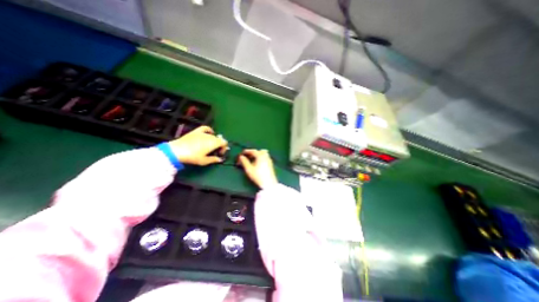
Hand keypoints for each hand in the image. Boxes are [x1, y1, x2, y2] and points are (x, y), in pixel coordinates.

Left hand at [168, 126, 226, 166]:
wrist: (177, 151)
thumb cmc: (193, 157)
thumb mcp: (204, 161)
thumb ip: (214, 159)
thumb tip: (220, 159)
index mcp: (214, 143)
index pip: (224, 143)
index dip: (224, 148)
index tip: (219, 154)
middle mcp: (211, 136)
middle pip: (219, 139)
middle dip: (219, 145)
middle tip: (214, 152)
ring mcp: (203, 133)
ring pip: (213, 135)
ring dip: (214, 140)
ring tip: (210, 146)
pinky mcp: (196, 131)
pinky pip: (206, 128)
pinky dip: (209, 130)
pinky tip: (209, 133)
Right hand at [238, 150, 277, 189]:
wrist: (269, 183)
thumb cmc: (258, 176)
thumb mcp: (249, 169)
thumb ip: (244, 162)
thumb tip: (241, 157)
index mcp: (260, 156)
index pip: (253, 151)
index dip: (246, 151)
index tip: (242, 153)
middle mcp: (266, 156)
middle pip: (259, 151)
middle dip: (253, 152)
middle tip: (247, 156)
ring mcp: (269, 160)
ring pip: (263, 154)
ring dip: (258, 155)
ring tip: (252, 160)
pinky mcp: (271, 164)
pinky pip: (265, 158)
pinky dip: (261, 158)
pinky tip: (257, 164)